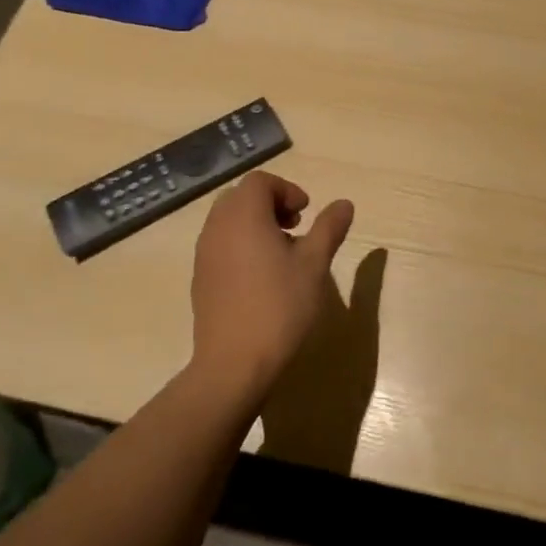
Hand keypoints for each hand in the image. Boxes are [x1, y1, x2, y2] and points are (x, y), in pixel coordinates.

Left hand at [190, 172, 354, 401]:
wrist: (234, 363)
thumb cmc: (280, 306)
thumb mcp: (314, 264)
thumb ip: (329, 228)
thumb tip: (344, 204)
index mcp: (244, 216)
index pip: (260, 182)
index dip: (287, 190)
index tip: (306, 214)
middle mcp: (217, 228)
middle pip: (241, 197)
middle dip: (270, 205)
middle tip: (296, 228)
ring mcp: (204, 254)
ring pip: (228, 222)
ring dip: (256, 225)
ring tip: (283, 255)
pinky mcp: (200, 279)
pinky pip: (220, 245)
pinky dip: (241, 246)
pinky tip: (262, 278)